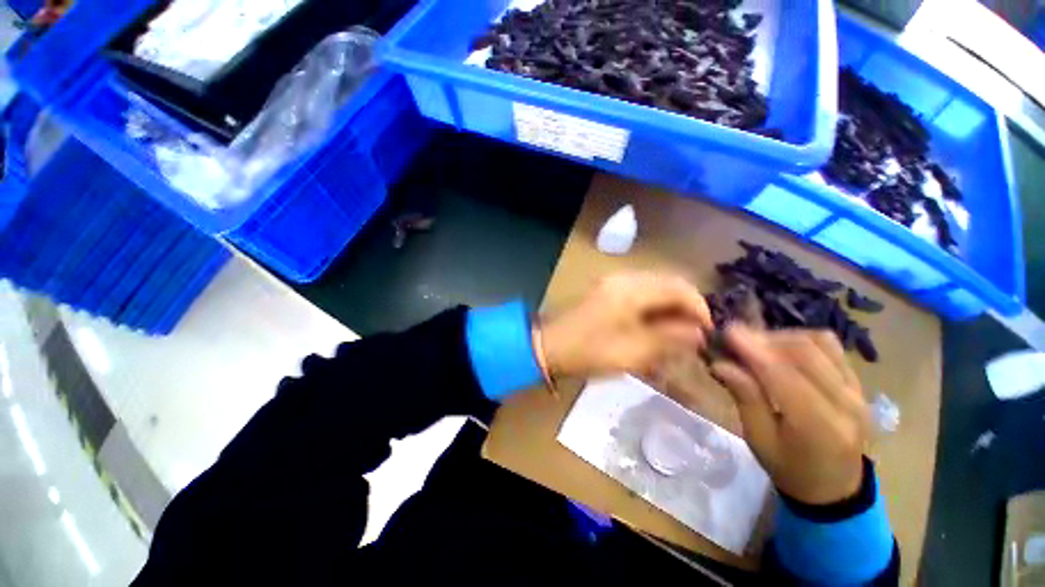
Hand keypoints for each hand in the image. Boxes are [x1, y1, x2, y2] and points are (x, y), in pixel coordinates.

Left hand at [538, 272, 711, 378]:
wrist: (549, 346)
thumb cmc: (589, 352)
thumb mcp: (633, 352)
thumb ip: (669, 339)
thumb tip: (698, 332)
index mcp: (630, 289)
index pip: (678, 288)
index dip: (699, 308)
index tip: (708, 332)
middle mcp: (623, 278)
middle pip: (668, 282)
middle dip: (686, 306)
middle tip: (693, 334)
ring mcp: (612, 282)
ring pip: (655, 286)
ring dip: (670, 306)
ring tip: (676, 332)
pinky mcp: (606, 290)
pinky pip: (640, 291)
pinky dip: (653, 306)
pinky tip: (655, 326)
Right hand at [710, 325, 867, 504]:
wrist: (834, 487)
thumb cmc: (789, 468)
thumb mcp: (759, 439)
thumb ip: (745, 398)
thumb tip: (721, 364)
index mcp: (819, 426)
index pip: (784, 376)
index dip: (754, 350)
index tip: (727, 332)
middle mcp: (846, 403)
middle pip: (804, 352)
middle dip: (764, 339)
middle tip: (733, 338)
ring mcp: (858, 391)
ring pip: (819, 344)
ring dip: (782, 337)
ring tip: (756, 345)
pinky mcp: (859, 383)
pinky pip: (831, 348)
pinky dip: (801, 340)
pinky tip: (781, 348)